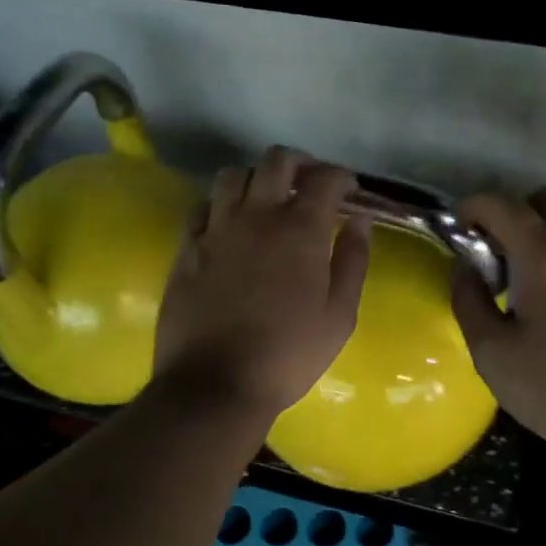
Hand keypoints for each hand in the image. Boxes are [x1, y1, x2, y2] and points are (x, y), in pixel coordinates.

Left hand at [152, 148, 369, 423]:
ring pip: (234, 175)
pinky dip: (221, 203)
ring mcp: (217, 229)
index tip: (348, 191)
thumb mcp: (339, 316)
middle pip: (276, 160)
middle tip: (309, 184)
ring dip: (257, 178)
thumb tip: (359, 221)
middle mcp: (257, 216)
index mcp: (301, 230)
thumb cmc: (288, 355)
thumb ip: (353, 261)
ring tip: (267, 200)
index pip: (325, 178)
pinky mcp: (187, 247)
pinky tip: (229, 223)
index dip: (341, 177)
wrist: (215, 385)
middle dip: (299, 163)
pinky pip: (202, 206)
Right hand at [451, 189, 545, 464]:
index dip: (472, 207)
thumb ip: (470, 301)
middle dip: (512, 215)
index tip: (459, 230)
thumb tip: (466, 269)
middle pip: (544, 202)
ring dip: (542, 238)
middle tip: (495, 256)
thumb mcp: (494, 354)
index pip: (502, 203)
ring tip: (525, 286)